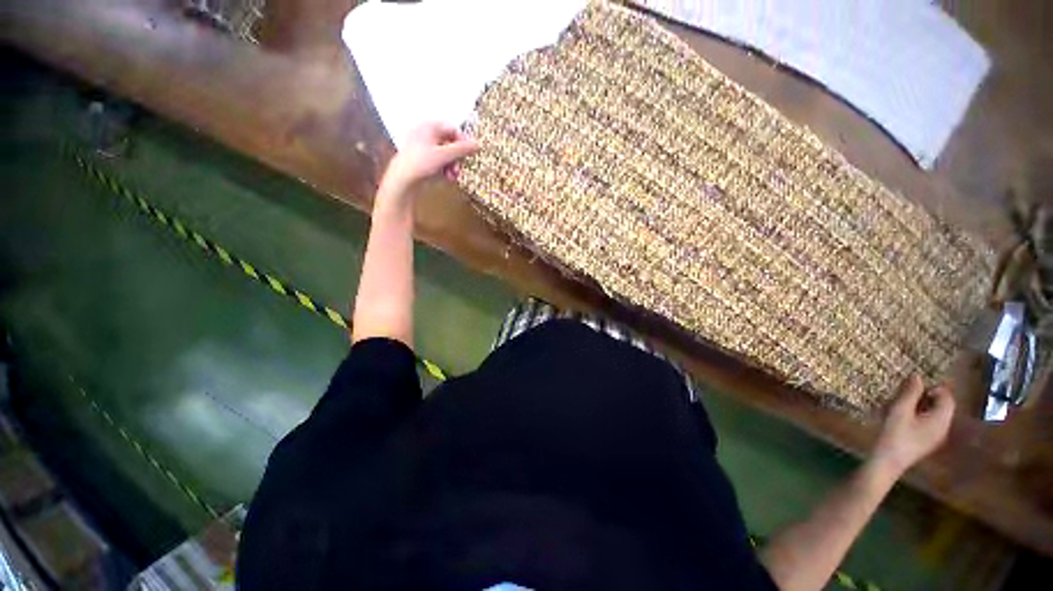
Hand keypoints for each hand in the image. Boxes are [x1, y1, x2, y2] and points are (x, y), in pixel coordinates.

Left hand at [381, 122, 478, 194]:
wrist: (402, 179)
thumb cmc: (421, 163)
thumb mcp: (444, 155)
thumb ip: (462, 149)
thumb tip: (478, 144)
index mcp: (429, 126)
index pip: (452, 129)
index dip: (463, 141)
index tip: (470, 154)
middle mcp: (425, 133)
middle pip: (450, 142)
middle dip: (457, 157)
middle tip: (459, 169)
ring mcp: (423, 146)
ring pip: (445, 153)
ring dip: (452, 165)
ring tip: (452, 176)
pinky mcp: (422, 159)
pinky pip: (438, 160)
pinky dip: (445, 168)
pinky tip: (446, 177)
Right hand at [871, 373, 955, 476]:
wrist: (887, 461)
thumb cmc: (894, 434)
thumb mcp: (900, 410)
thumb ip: (910, 393)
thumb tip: (917, 376)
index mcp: (941, 419)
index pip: (946, 397)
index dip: (933, 388)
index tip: (913, 387)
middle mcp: (943, 427)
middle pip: (941, 406)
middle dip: (924, 397)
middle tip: (903, 395)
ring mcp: (935, 437)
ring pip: (933, 415)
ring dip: (918, 407)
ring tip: (899, 407)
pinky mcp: (926, 442)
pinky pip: (927, 423)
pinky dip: (916, 416)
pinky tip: (900, 420)